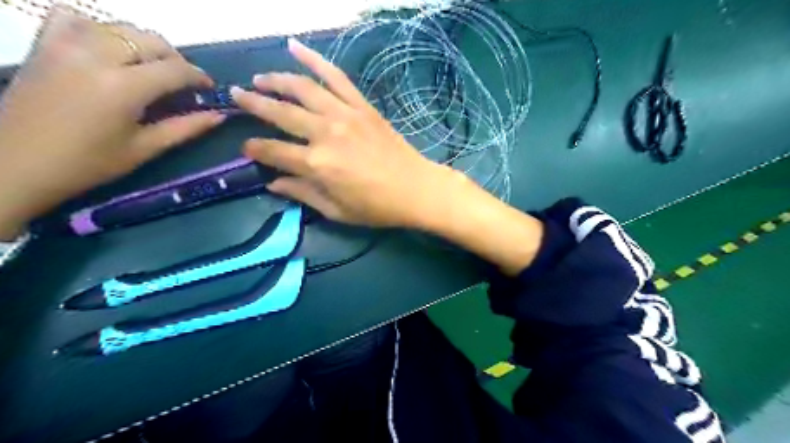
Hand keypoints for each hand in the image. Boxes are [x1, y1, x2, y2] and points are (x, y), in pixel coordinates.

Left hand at [0, 6, 224, 239]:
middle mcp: (96, 56)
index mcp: (124, 87)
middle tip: (183, 82)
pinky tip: (107, 48)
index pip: (175, 69)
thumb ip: (185, 128)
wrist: (18, 163)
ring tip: (151, 67)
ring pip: (120, 27)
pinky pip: (75, 18)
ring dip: (144, 44)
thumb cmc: (89, 163)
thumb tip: (218, 116)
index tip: (209, 88)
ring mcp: (65, 45)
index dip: (199, 76)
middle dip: (176, 59)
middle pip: (151, 41)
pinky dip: (99, 28)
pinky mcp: (44, 44)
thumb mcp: (145, 148)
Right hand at [230, 38, 462, 227]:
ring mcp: (345, 115)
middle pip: (281, 113)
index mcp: (317, 164)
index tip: (245, 148)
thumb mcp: (336, 211)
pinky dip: (315, 60)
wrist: (416, 189)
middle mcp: (326, 133)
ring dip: (277, 79)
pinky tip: (296, 47)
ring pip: (303, 89)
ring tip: (260, 78)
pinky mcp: (362, 107)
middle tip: (236, 96)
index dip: (255, 149)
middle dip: (254, 104)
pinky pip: (336, 77)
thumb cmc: (376, 207)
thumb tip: (273, 184)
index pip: (273, 151)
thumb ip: (303, 194)